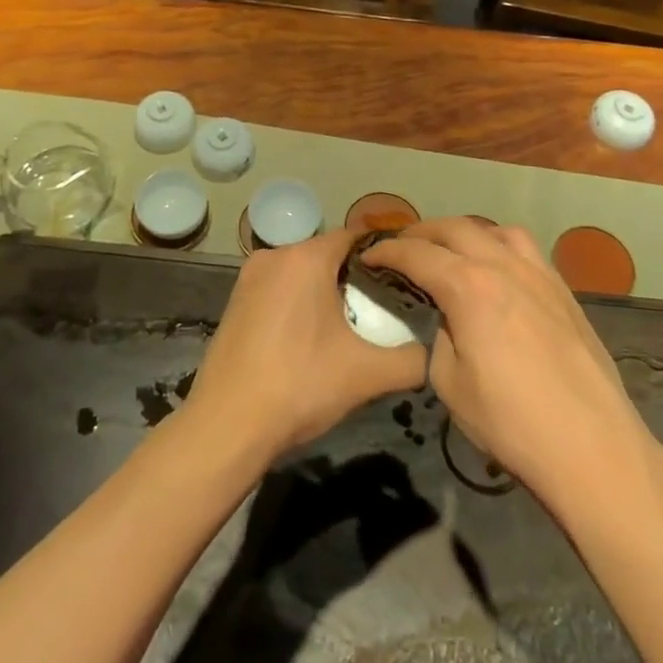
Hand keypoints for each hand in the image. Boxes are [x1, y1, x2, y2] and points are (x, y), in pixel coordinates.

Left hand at [186, 228, 426, 461]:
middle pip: (328, 254)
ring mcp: (249, 276)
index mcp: (306, 257)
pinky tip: (310, 338)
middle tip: (382, 310)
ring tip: (349, 327)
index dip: (384, 254)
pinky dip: (298, 302)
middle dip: (356, 276)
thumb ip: (413, 359)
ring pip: (302, 272)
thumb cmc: (300, 386)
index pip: (355, 236)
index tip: (406, 277)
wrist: (227, 426)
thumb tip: (435, 352)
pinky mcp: (235, 300)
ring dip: (325, 291)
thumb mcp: (367, 374)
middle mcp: (275, 255)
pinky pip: (279, 288)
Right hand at [362, 218, 657, 509]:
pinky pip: (526, 249)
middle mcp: (502, 266)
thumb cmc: (511, 422)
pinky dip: (499, 245)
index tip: (368, 256)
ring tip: (451, 250)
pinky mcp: (563, 290)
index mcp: (468, 287)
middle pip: (455, 229)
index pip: (416, 254)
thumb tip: (446, 321)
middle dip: (421, 233)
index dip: (387, 251)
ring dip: (464, 232)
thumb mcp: (450, 384)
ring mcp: (538, 274)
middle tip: (402, 247)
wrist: (591, 446)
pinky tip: (497, 269)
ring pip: (495, 230)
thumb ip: (439, 338)